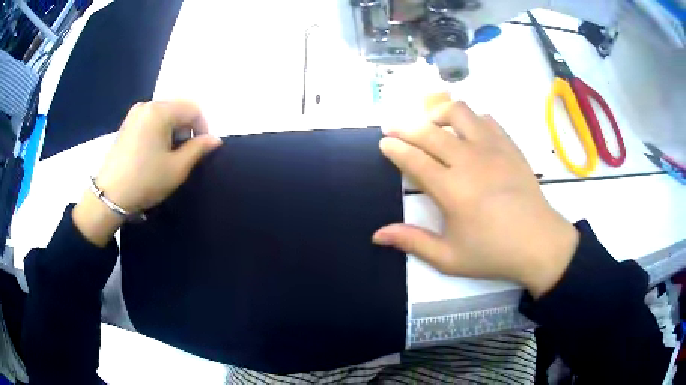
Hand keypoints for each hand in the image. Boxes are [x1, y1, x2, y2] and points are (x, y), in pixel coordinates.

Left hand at [73, 100, 221, 245]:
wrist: (109, 196)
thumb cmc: (145, 180)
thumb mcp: (177, 168)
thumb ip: (198, 149)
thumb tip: (215, 140)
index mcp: (160, 111)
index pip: (193, 109)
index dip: (203, 128)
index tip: (203, 150)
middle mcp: (147, 105)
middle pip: (178, 109)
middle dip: (187, 129)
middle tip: (186, 154)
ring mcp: (135, 114)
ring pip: (165, 114)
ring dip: (174, 131)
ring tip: (170, 155)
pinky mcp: (127, 124)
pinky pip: (152, 120)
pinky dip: (160, 131)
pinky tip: (155, 152)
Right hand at [372, 101, 578, 297]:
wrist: (539, 243)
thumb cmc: (493, 252)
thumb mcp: (449, 258)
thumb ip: (413, 242)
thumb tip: (378, 235)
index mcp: (452, 189)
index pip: (414, 159)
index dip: (395, 148)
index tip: (384, 142)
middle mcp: (469, 160)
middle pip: (429, 131)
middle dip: (405, 127)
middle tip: (394, 128)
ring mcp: (492, 148)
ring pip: (459, 112)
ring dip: (438, 113)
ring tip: (431, 123)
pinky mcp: (509, 145)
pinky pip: (485, 119)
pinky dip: (470, 119)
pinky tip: (467, 132)